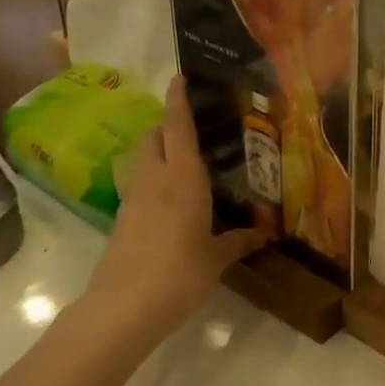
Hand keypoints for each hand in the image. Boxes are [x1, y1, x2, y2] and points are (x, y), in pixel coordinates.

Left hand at [83, 76, 264, 336]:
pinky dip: (153, 178)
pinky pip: (139, 184)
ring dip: (158, 150)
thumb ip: (237, 241)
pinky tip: (172, 199)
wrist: (124, 307)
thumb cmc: (180, 274)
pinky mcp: (122, 218)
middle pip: (154, 136)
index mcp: (183, 179)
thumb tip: (262, 234)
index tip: (180, 78)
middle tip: (194, 130)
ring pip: (142, 158)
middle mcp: (155, 179)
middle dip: (168, 125)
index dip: (178, 100)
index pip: (178, 128)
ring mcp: (133, 198)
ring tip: (185, 161)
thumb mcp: (216, 258)